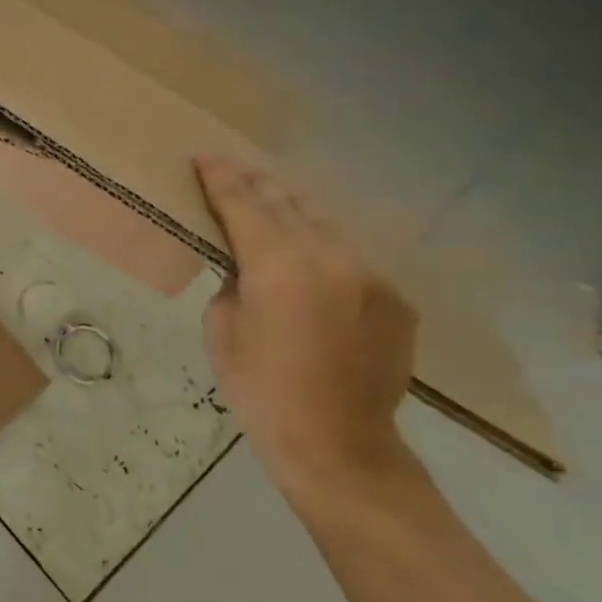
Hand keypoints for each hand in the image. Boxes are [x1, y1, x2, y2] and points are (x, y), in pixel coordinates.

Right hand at [195, 155, 421, 506]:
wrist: (337, 443)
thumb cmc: (260, 389)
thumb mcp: (221, 329)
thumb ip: (232, 282)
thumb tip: (247, 265)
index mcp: (279, 266)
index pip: (244, 205)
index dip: (221, 179)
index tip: (205, 158)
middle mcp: (331, 257)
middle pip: (289, 204)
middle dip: (258, 185)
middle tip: (235, 171)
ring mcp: (372, 275)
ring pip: (326, 226)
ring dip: (294, 213)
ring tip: (271, 204)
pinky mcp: (395, 297)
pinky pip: (352, 259)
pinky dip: (325, 251)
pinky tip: (310, 262)